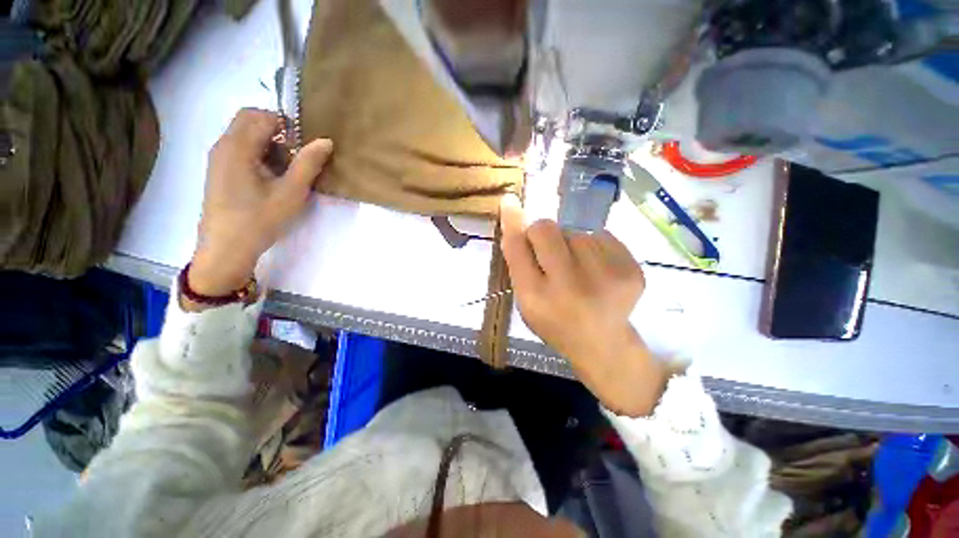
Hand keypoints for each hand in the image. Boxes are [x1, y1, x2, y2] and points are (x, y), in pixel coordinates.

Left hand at [189, 108, 332, 298]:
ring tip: (286, 170)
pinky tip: (271, 178)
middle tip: (296, 156)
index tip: (302, 146)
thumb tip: (325, 141)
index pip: (261, 115)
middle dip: (276, 131)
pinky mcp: (219, 172)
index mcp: (237, 146)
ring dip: (268, 144)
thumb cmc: (260, 219)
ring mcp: (218, 159)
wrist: (227, 248)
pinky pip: (239, 150)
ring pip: (244, 135)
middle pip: (249, 120)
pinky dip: (258, 154)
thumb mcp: (291, 192)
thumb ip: (308, 163)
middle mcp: (223, 146)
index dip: (285, 125)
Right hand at [499, 195, 668, 416]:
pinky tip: (597, 269)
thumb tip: (514, 210)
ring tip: (577, 269)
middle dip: (543, 234)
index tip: (509, 201)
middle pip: (546, 229)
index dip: (513, 222)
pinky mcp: (633, 271)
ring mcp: (607, 278)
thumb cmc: (554, 320)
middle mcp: (570, 286)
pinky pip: (602, 236)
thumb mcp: (525, 298)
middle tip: (550, 255)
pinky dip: (595, 247)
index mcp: (537, 297)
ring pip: (576, 232)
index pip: (518, 247)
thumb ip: (518, 259)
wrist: (601, 343)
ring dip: (571, 244)